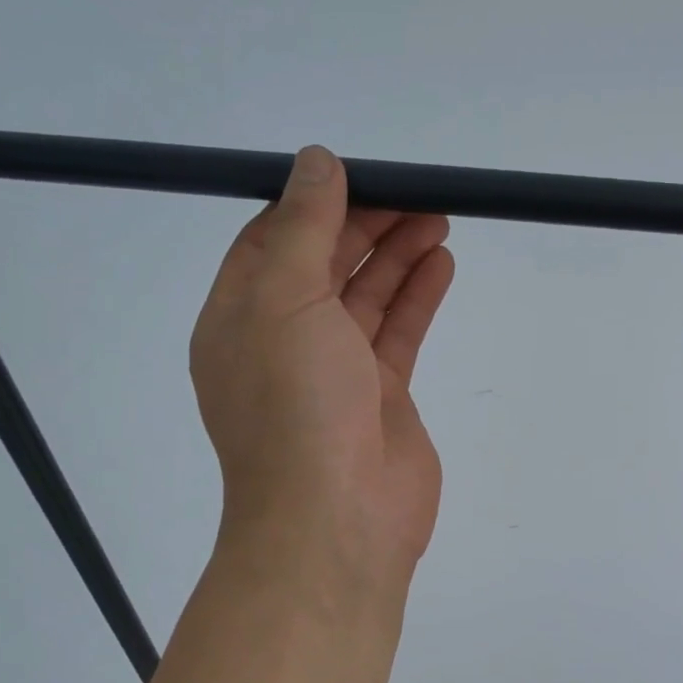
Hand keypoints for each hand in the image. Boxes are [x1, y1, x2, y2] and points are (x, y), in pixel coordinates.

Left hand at [190, 146, 454, 582]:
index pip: (271, 242)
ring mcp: (335, 371)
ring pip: (366, 297)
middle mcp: (284, 340)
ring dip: (398, 255)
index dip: (313, 203)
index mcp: (241, 318)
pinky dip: (417, 296)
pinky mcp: (381, 396)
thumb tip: (316, 161)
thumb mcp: (283, 300)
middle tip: (416, 192)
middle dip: (368, 224)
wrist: (337, 521)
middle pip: (325, 264)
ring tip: (439, 217)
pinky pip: (397, 333)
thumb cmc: (297, 406)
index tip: (360, 173)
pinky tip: (441, 263)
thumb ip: (301, 228)